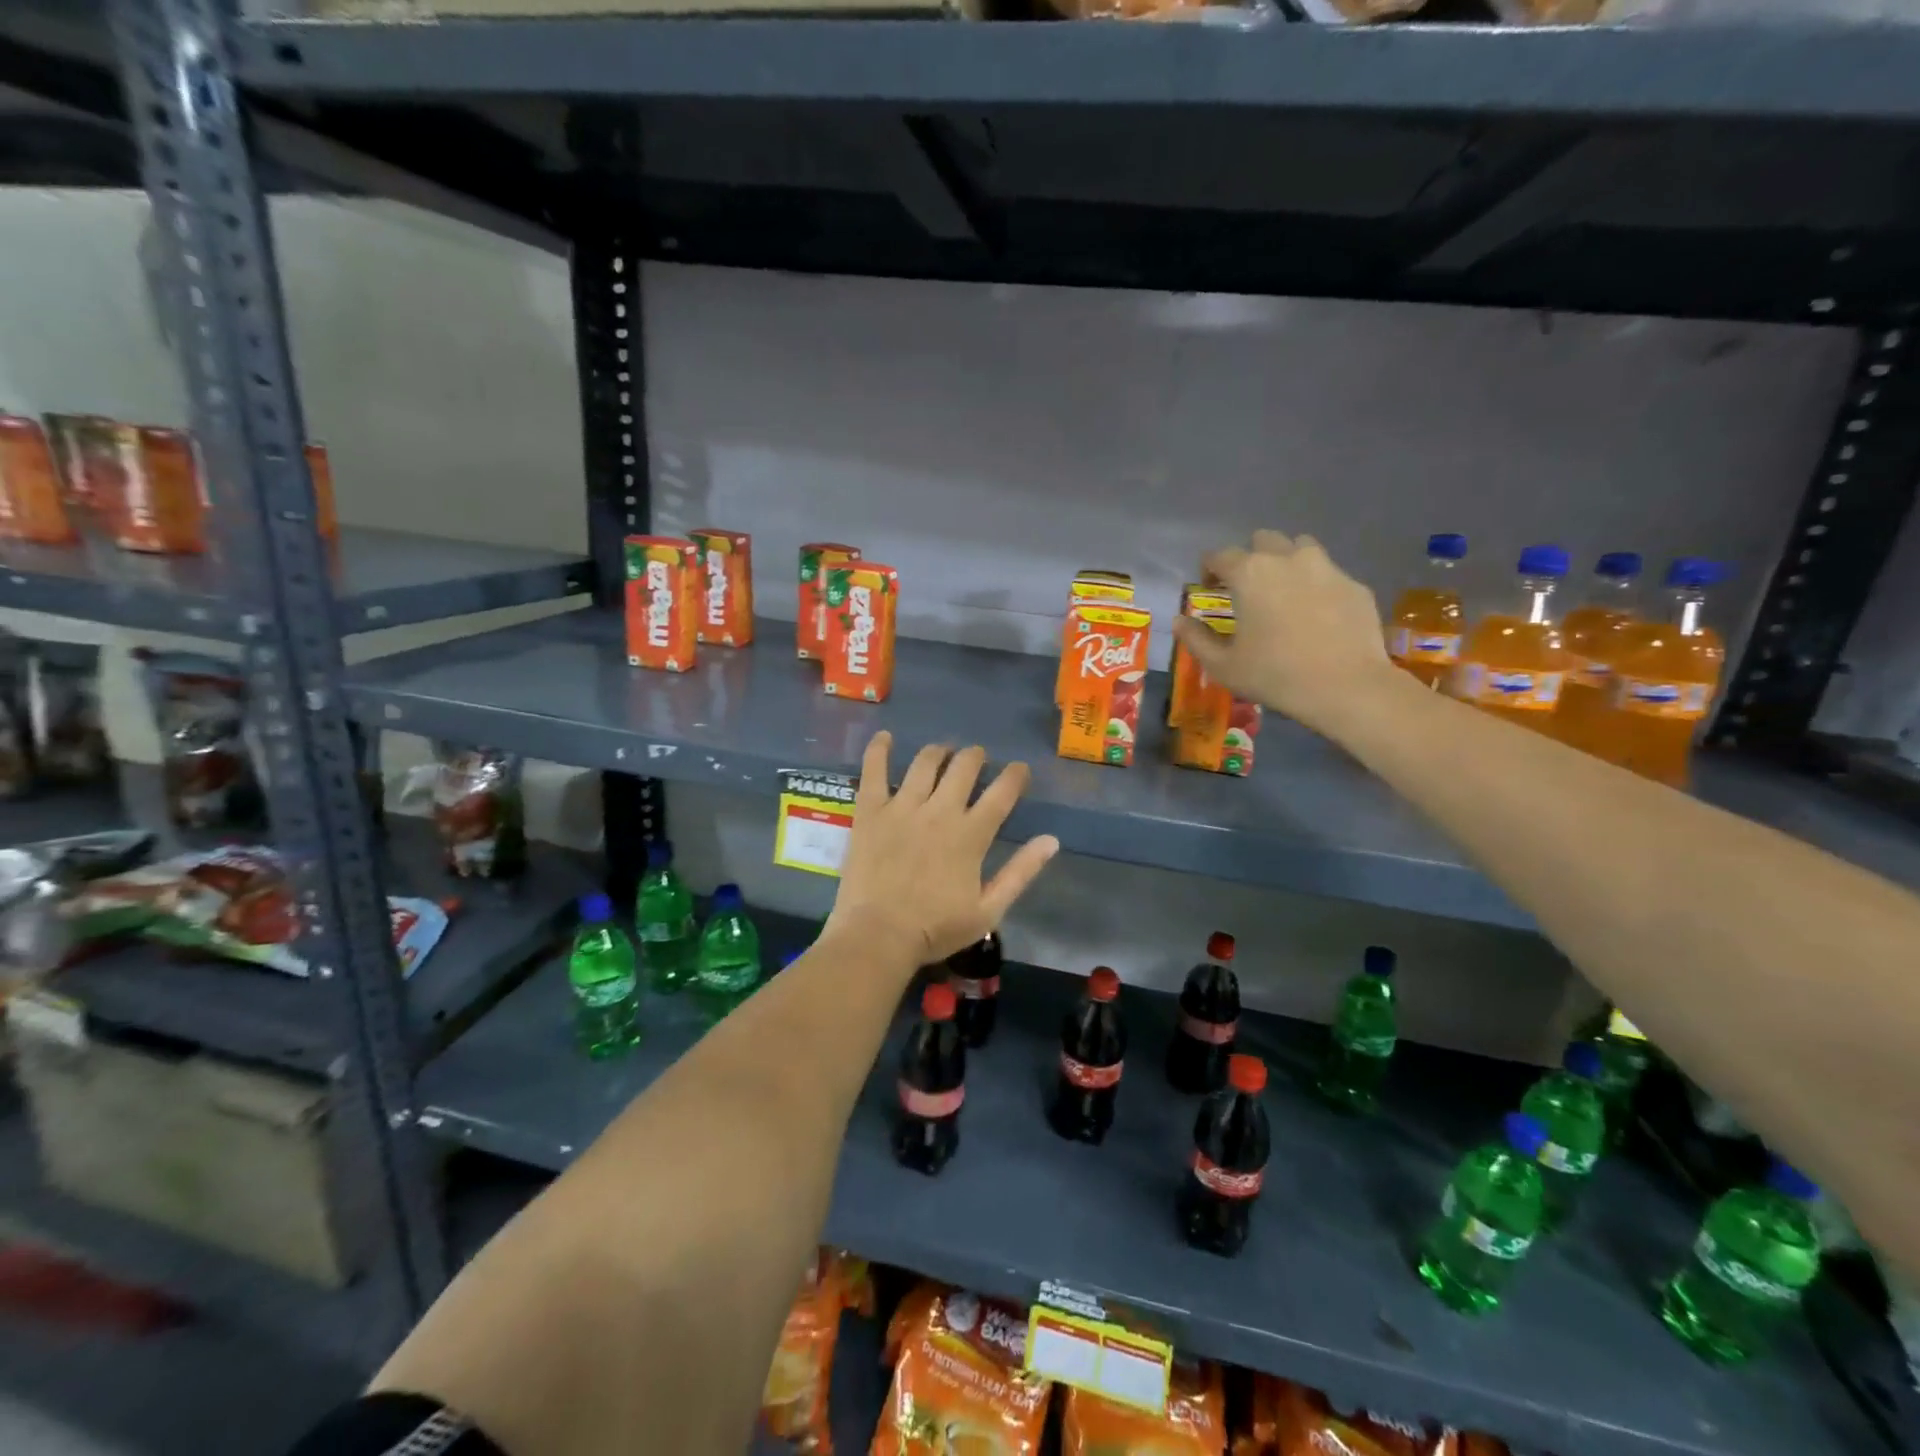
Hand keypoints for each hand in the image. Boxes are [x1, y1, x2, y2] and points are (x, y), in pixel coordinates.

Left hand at [824, 733, 1059, 967]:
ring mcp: (902, 806)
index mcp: (971, 834)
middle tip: (976, 758)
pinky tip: (885, 736)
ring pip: (925, 762)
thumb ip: (1021, 872)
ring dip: (939, 751)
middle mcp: (940, 810)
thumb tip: (1052, 840)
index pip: (1002, 793)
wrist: (878, 936)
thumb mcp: (989, 910)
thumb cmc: (936, 928)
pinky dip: (879, 749)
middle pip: (964, 767)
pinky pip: (874, 770)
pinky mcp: (871, 811)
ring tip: (943, 751)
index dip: (1015, 776)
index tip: (1019, 769)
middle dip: (975, 757)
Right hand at [1172, 530, 1398, 737]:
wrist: (1346, 686)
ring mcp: (1327, 568)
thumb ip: (1196, 639)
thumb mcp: (1223, 665)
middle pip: (1264, 540)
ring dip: (1287, 561)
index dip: (1209, 568)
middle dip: (1251, 556)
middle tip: (1247, 587)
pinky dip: (1317, 585)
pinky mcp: (1355, 585)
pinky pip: (1330, 574)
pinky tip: (1317, 615)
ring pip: (1301, 547)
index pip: (1219, 555)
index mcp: (1250, 574)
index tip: (1208, 586)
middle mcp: (1288, 559)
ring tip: (1284, 591)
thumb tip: (1180, 621)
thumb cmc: (1275, 675)